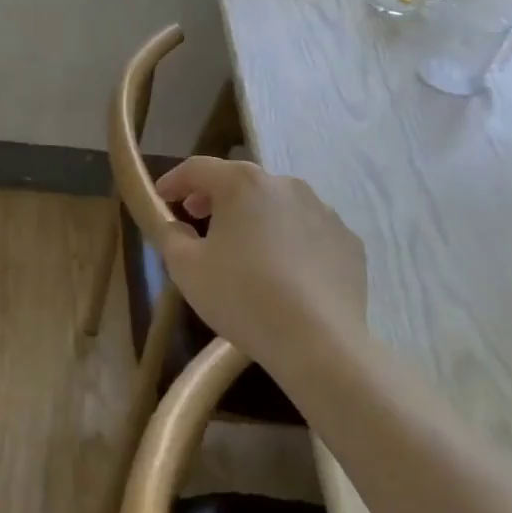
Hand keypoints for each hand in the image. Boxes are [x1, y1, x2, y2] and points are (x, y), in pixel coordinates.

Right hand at [151, 157, 367, 349]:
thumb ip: (169, 235)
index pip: (198, 168)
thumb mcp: (185, 267)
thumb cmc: (241, 296)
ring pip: (277, 205)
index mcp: (242, 183)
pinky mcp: (349, 242)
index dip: (174, 180)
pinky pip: (308, 231)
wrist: (319, 344)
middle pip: (240, 182)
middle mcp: (285, 185)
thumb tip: (176, 225)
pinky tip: (283, 271)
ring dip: (254, 217)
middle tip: (197, 218)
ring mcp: (323, 211)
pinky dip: (289, 240)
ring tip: (243, 247)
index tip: (162, 197)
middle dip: (215, 197)